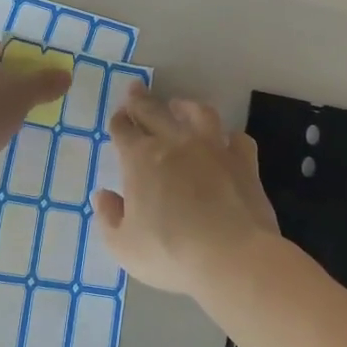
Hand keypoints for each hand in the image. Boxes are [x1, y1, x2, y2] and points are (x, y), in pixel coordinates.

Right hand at [92, 86, 280, 300]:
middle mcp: (176, 143)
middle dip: (141, 100)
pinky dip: (228, 137)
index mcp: (141, 160)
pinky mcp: (244, 161)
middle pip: (155, 112)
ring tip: (180, 105)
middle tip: (136, 90)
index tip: (118, 117)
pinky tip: (226, 140)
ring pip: (199, 114)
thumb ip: (109, 217)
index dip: (119, 122)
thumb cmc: (170, 253)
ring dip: (186, 106)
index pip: (124, 131)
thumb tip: (103, 195)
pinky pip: (237, 138)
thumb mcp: (123, 245)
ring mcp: (213, 148)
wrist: (232, 257)